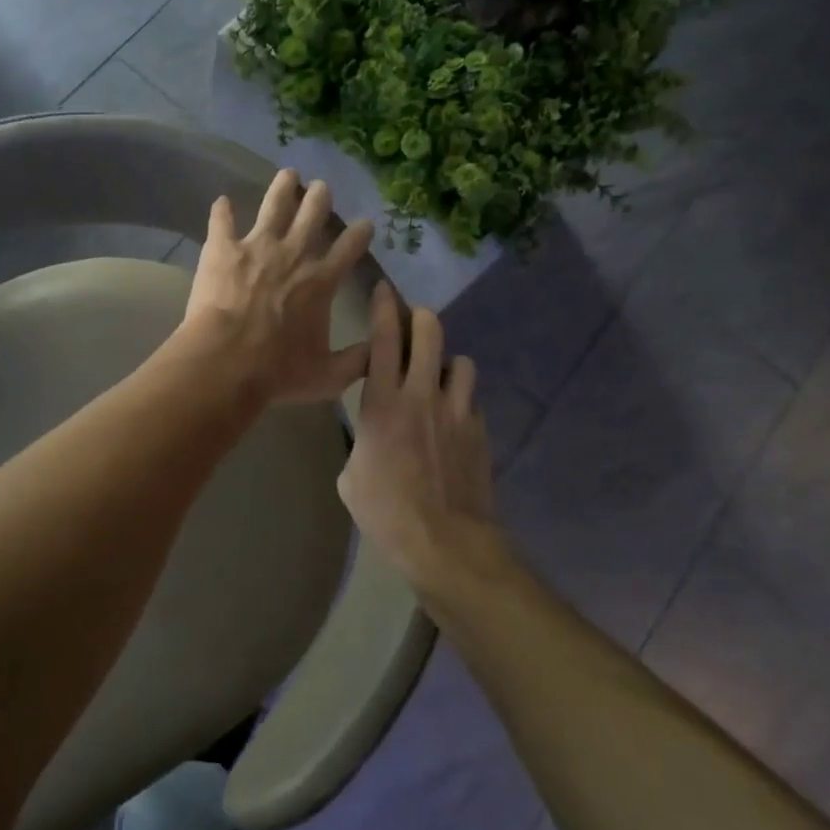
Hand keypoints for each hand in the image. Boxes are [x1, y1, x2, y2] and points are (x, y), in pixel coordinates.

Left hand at [177, 170, 374, 406]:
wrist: (226, 363)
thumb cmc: (278, 372)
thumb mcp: (329, 376)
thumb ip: (358, 361)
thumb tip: (382, 351)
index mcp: (321, 281)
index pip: (349, 248)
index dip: (360, 233)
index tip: (366, 223)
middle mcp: (293, 254)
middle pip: (312, 215)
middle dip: (320, 198)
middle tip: (322, 187)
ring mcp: (257, 247)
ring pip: (274, 205)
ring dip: (283, 188)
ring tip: (288, 174)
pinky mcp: (222, 249)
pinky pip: (222, 221)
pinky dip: (222, 211)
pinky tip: (222, 201)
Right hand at [337, 284, 505, 589]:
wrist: (444, 540)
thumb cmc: (386, 511)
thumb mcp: (351, 477)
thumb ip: (360, 442)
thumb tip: (369, 437)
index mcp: (382, 404)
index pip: (383, 341)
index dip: (383, 309)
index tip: (384, 289)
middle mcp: (422, 395)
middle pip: (430, 334)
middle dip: (422, 319)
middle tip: (416, 322)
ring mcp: (456, 410)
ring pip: (461, 362)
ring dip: (448, 363)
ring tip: (440, 378)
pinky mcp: (479, 429)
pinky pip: (471, 399)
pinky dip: (461, 400)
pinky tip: (453, 419)